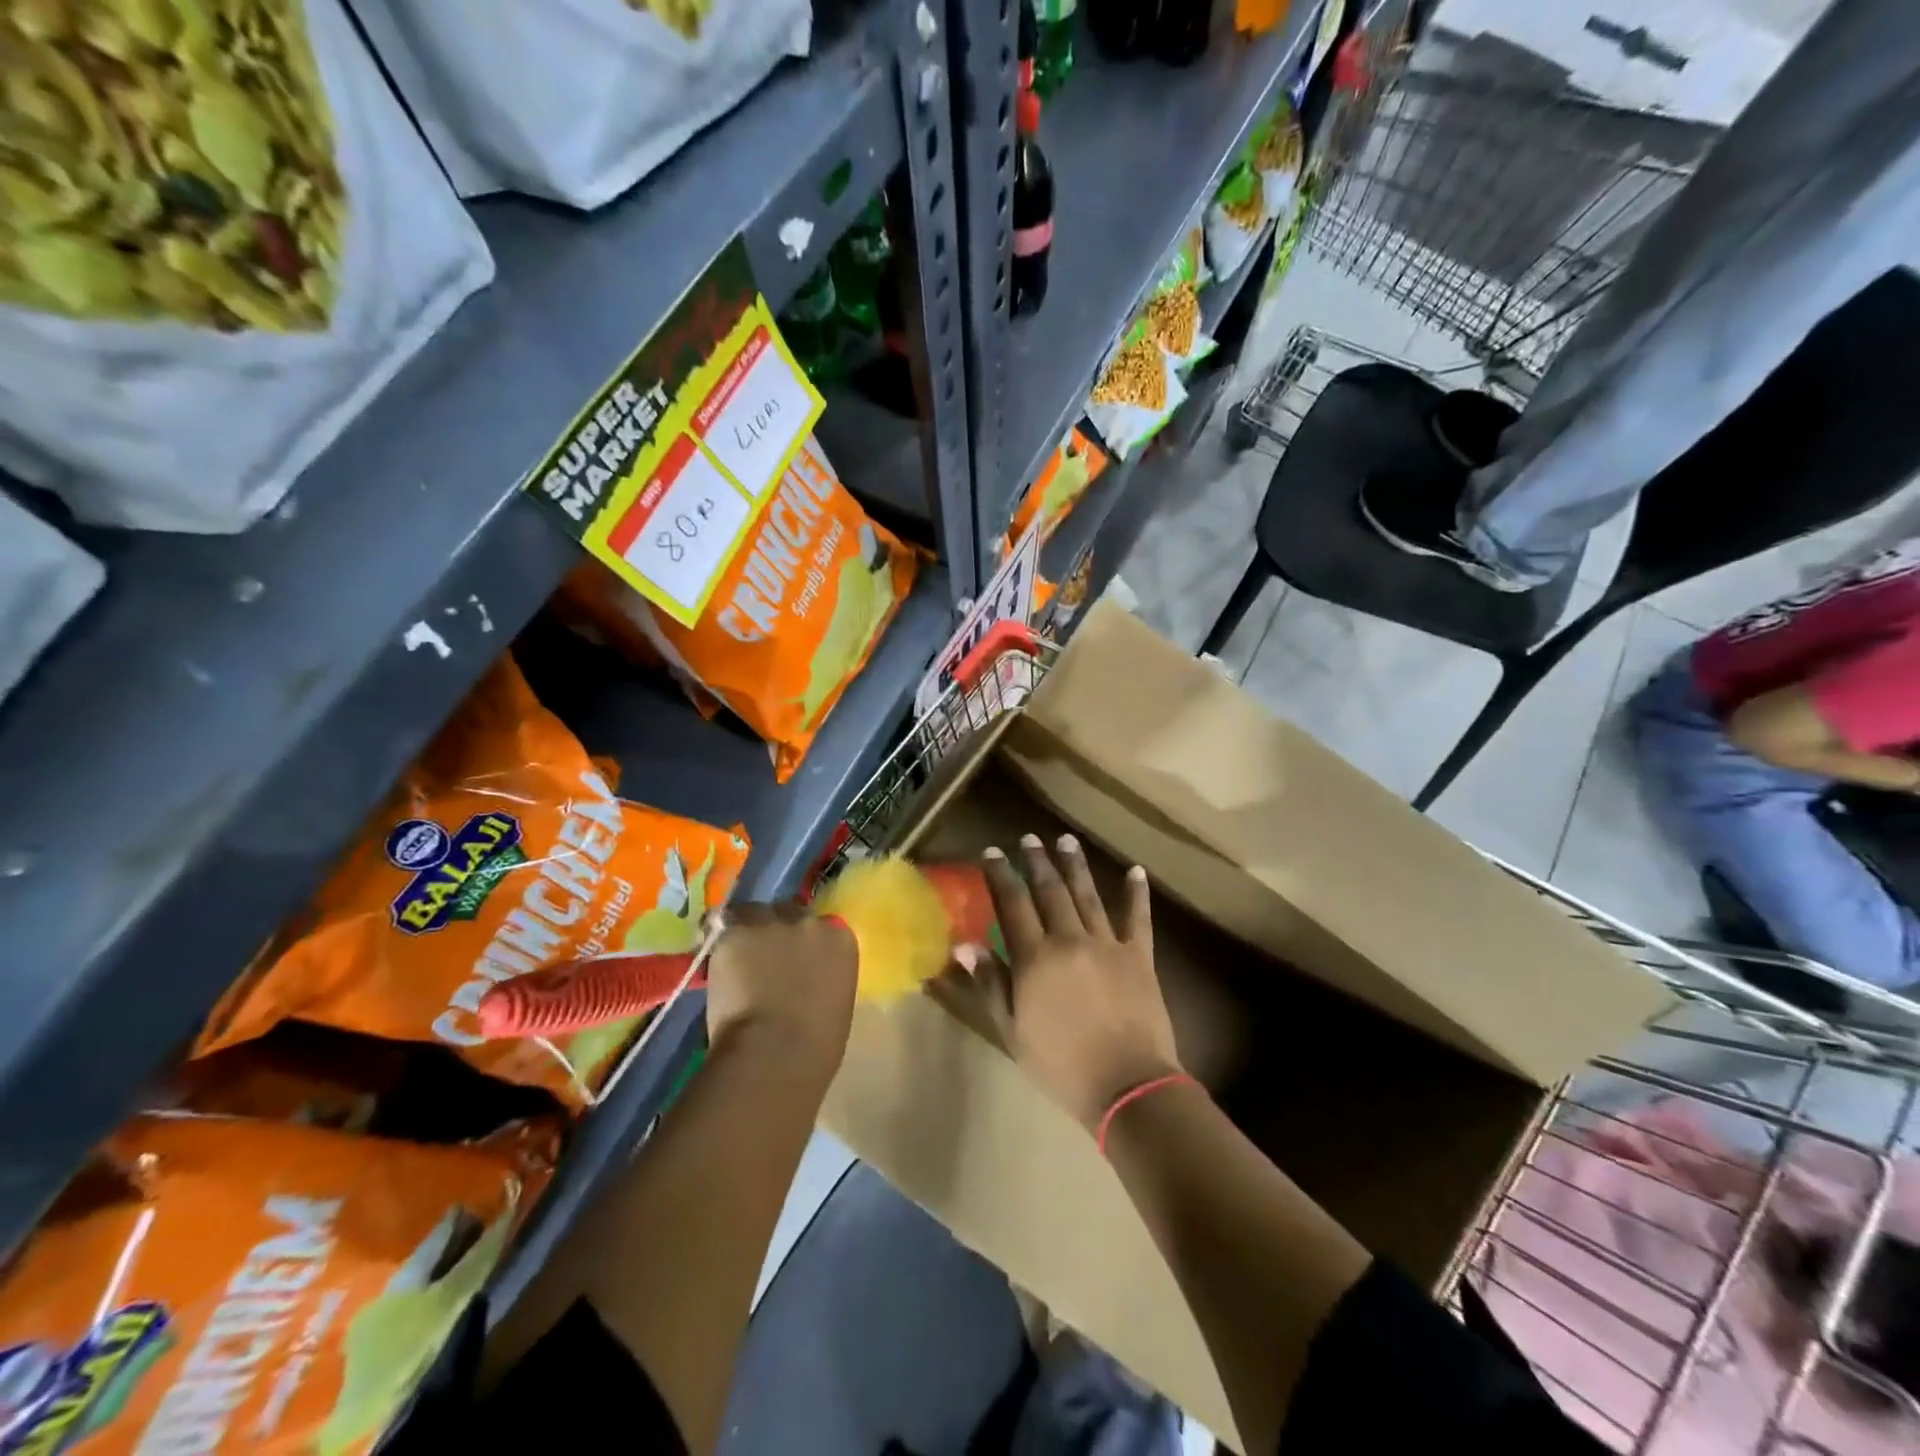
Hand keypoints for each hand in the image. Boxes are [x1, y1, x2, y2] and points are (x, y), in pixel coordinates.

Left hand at [704, 903, 857, 1084]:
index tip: (796, 960)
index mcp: (840, 939)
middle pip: (789, 913)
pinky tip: (715, 965)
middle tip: (764, 958)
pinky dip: (719, 944)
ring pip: (753, 915)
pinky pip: (723, 929)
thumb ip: (823, 978)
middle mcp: (808, 922)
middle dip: (778, 931)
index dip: (804, 942)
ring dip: (747, 932)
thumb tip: (805, 982)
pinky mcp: (734, 933)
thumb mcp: (835, 1002)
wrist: (776, 1052)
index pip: (822, 926)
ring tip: (736, 958)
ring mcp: (770, 924)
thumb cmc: (816, 1044)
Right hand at [972, 834, 1181, 1130]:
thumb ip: (991, 984)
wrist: (1126, 1085)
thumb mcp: (1012, 1030)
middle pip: (1050, 891)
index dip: (1001, 875)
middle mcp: (1069, 940)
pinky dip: (1137, 894)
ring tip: (1066, 840)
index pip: (1012, 904)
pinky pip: (1138, 918)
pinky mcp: (1139, 956)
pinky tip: (1136, 871)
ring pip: (1088, 895)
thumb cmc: (1060, 1064)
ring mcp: (1108, 945)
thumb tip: (965, 946)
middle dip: (1038, 862)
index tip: (993, 852)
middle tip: (1030, 838)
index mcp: (1035, 958)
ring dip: (1075, 866)